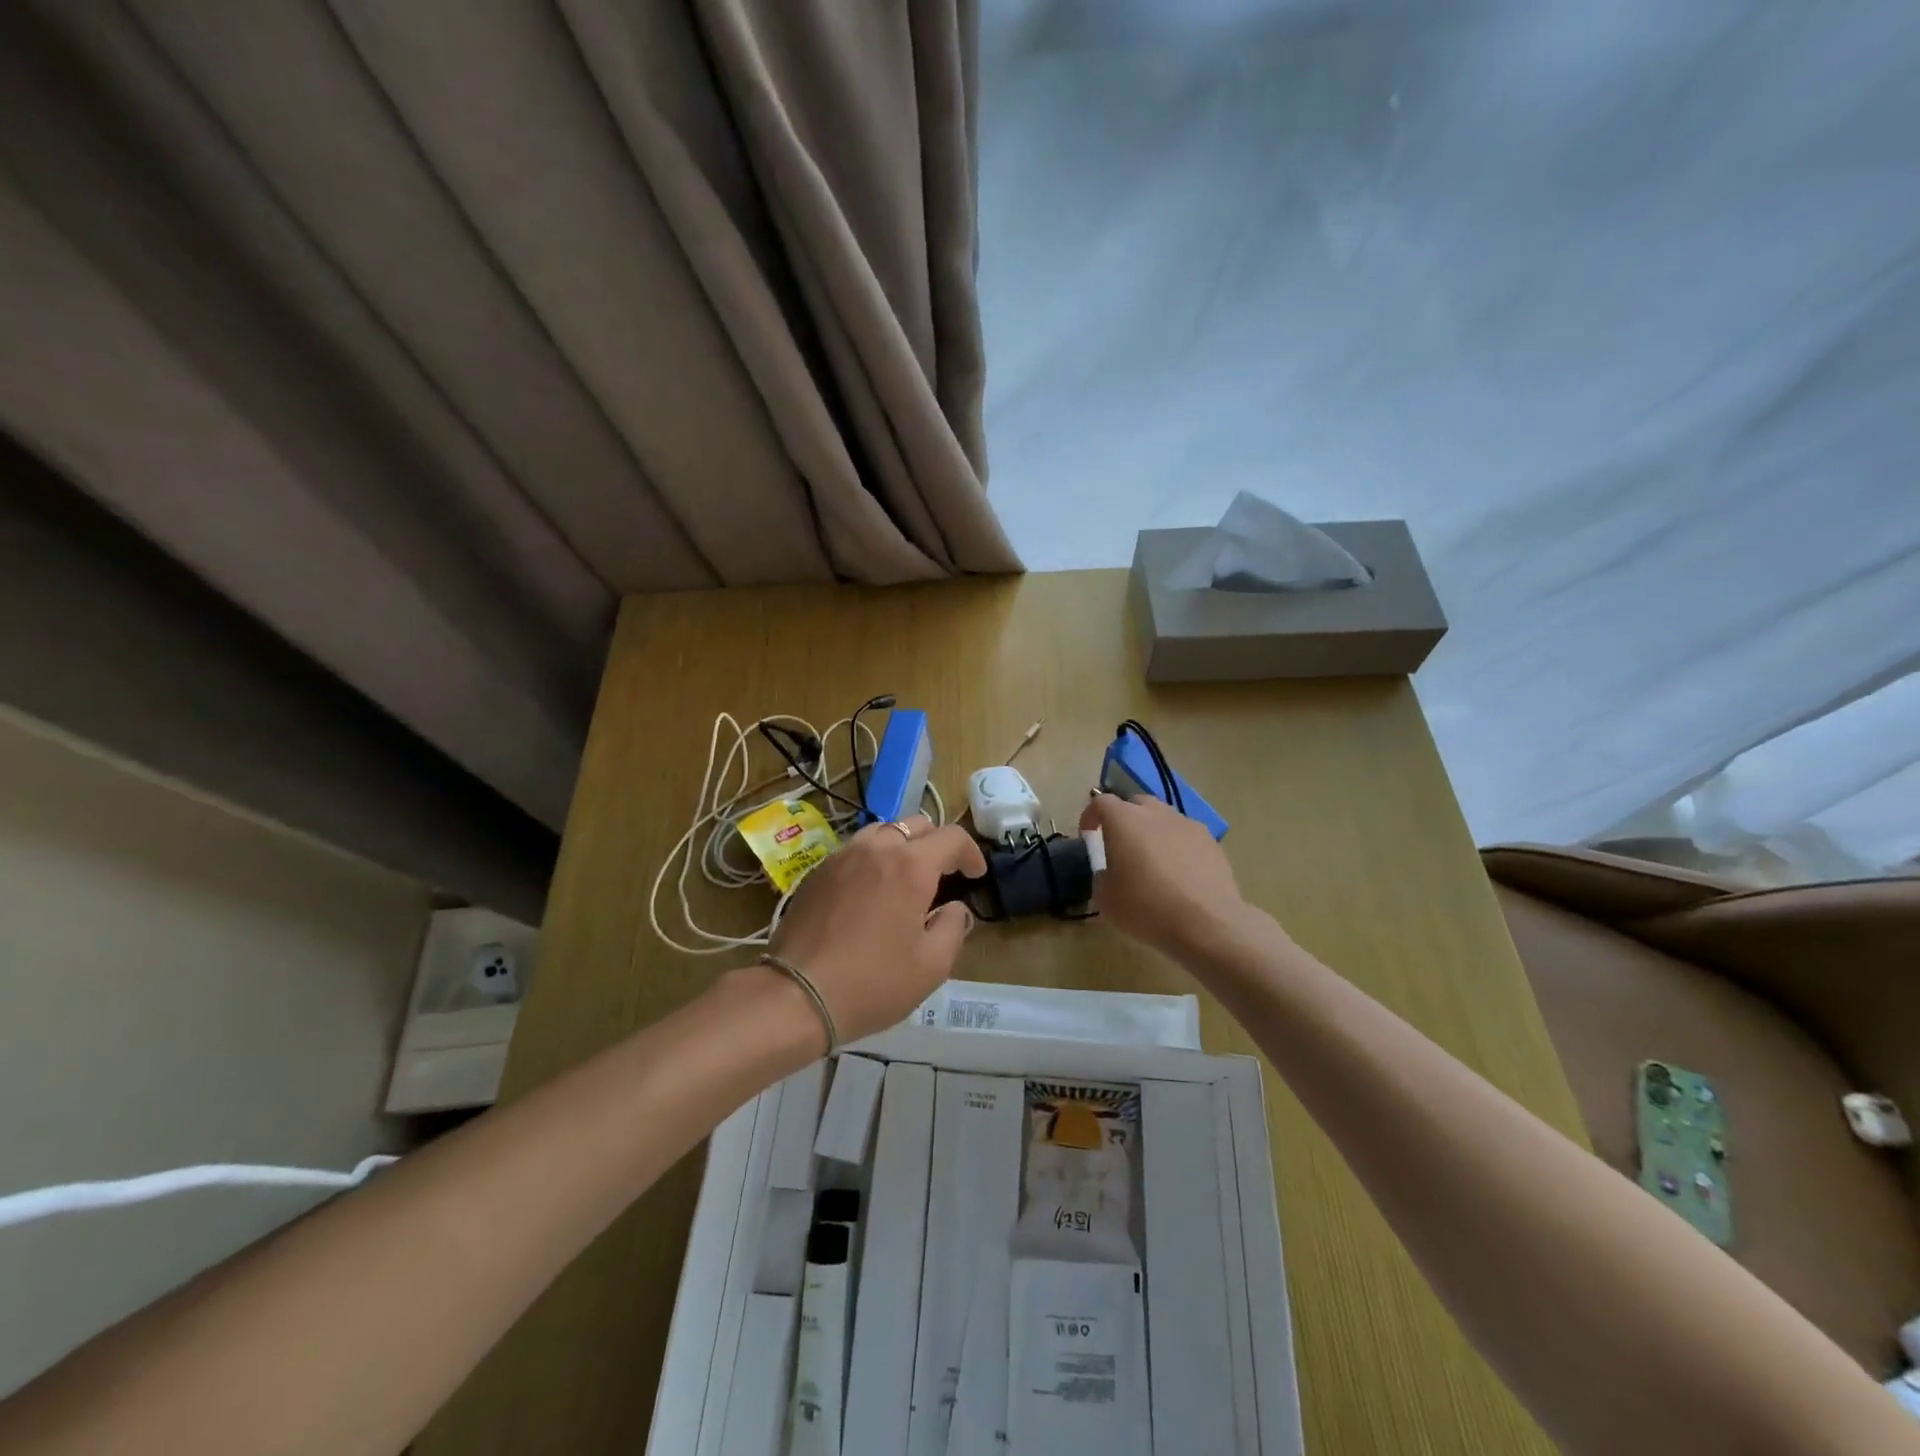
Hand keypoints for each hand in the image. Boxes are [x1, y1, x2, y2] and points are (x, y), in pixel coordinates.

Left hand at [766, 814, 986, 1045]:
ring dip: (901, 845)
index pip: (951, 837)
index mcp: (911, 866)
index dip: (971, 852)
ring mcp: (842, 857)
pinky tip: (869, 890)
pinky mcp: (817, 872)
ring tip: (905, 876)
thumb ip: (952, 928)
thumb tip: (955, 909)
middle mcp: (877, 849)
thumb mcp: (931, 966)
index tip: (975, 875)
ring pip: (881, 831)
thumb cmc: (873, 982)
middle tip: (943, 874)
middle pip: (916, 824)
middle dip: (936, 844)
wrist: (797, 995)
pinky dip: (872, 859)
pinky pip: (854, 850)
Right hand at [1080, 793, 1252, 959]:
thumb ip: (1101, 876)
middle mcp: (1155, 813)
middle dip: (1124, 820)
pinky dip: (1177, 847)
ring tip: (1152, 861)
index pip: (1100, 803)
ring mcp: (1187, 825)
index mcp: (1124, 820)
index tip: (1088, 836)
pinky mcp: (1211, 842)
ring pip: (1163, 818)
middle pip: (1135, 804)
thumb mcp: (1105, 898)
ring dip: (1152, 832)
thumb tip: (1110, 872)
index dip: (1090, 816)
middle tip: (1121, 846)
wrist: (1207, 924)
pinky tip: (1179, 874)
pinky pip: (1186, 836)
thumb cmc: (1146, 908)